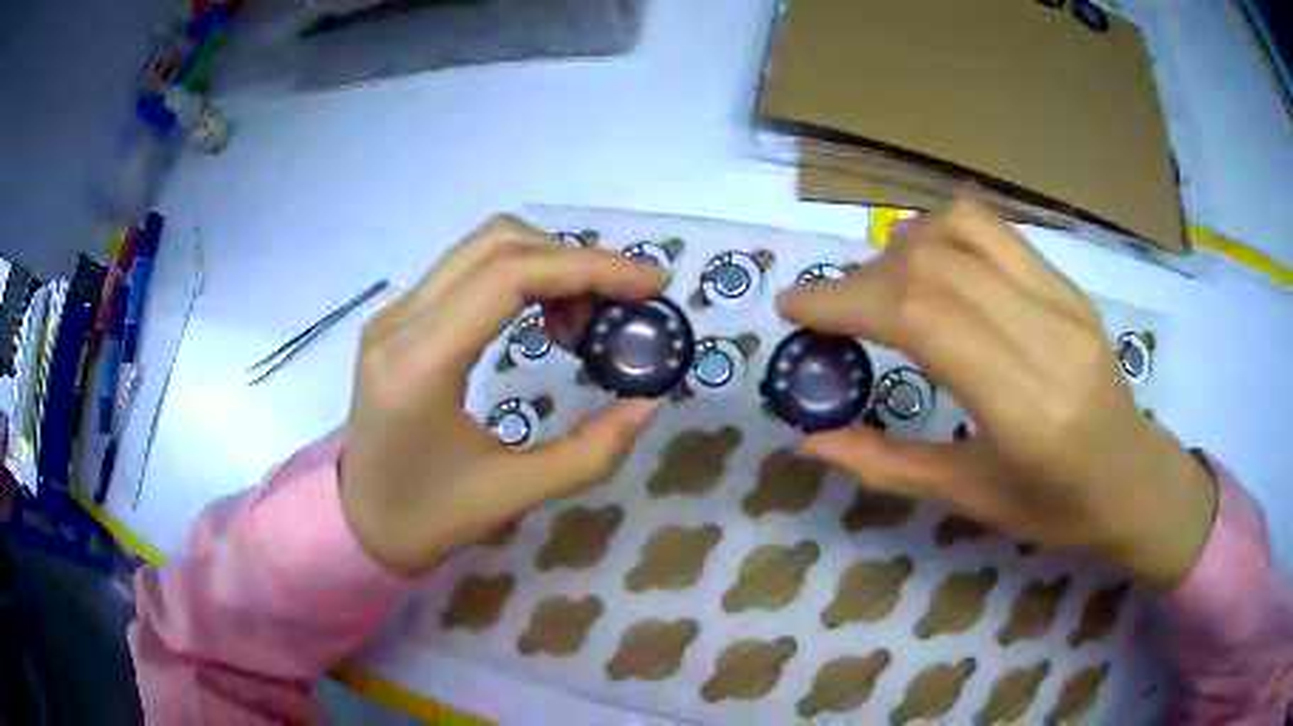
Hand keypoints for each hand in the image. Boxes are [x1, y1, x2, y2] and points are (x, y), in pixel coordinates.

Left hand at [339, 216, 664, 576]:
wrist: (357, 521)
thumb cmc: (427, 518)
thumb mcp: (513, 495)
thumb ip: (590, 453)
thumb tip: (648, 403)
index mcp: (419, 366)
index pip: (509, 277)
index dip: (588, 268)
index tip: (649, 285)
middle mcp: (399, 323)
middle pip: (498, 243)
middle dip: (574, 261)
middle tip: (618, 308)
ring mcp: (393, 314)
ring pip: (482, 247)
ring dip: (547, 264)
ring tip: (580, 320)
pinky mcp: (397, 318)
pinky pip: (466, 269)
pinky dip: (519, 276)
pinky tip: (542, 318)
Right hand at [777, 200, 1216, 589]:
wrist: (1135, 478)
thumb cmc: (1056, 508)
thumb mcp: (970, 499)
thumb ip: (887, 466)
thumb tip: (809, 441)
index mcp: (1024, 409)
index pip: (921, 318)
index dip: (846, 301)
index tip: (795, 308)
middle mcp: (1047, 337)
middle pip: (933, 265)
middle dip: (862, 278)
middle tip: (832, 311)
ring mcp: (1064, 300)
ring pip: (962, 228)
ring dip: (901, 246)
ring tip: (882, 285)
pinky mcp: (1069, 283)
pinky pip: (994, 230)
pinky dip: (942, 233)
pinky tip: (930, 268)